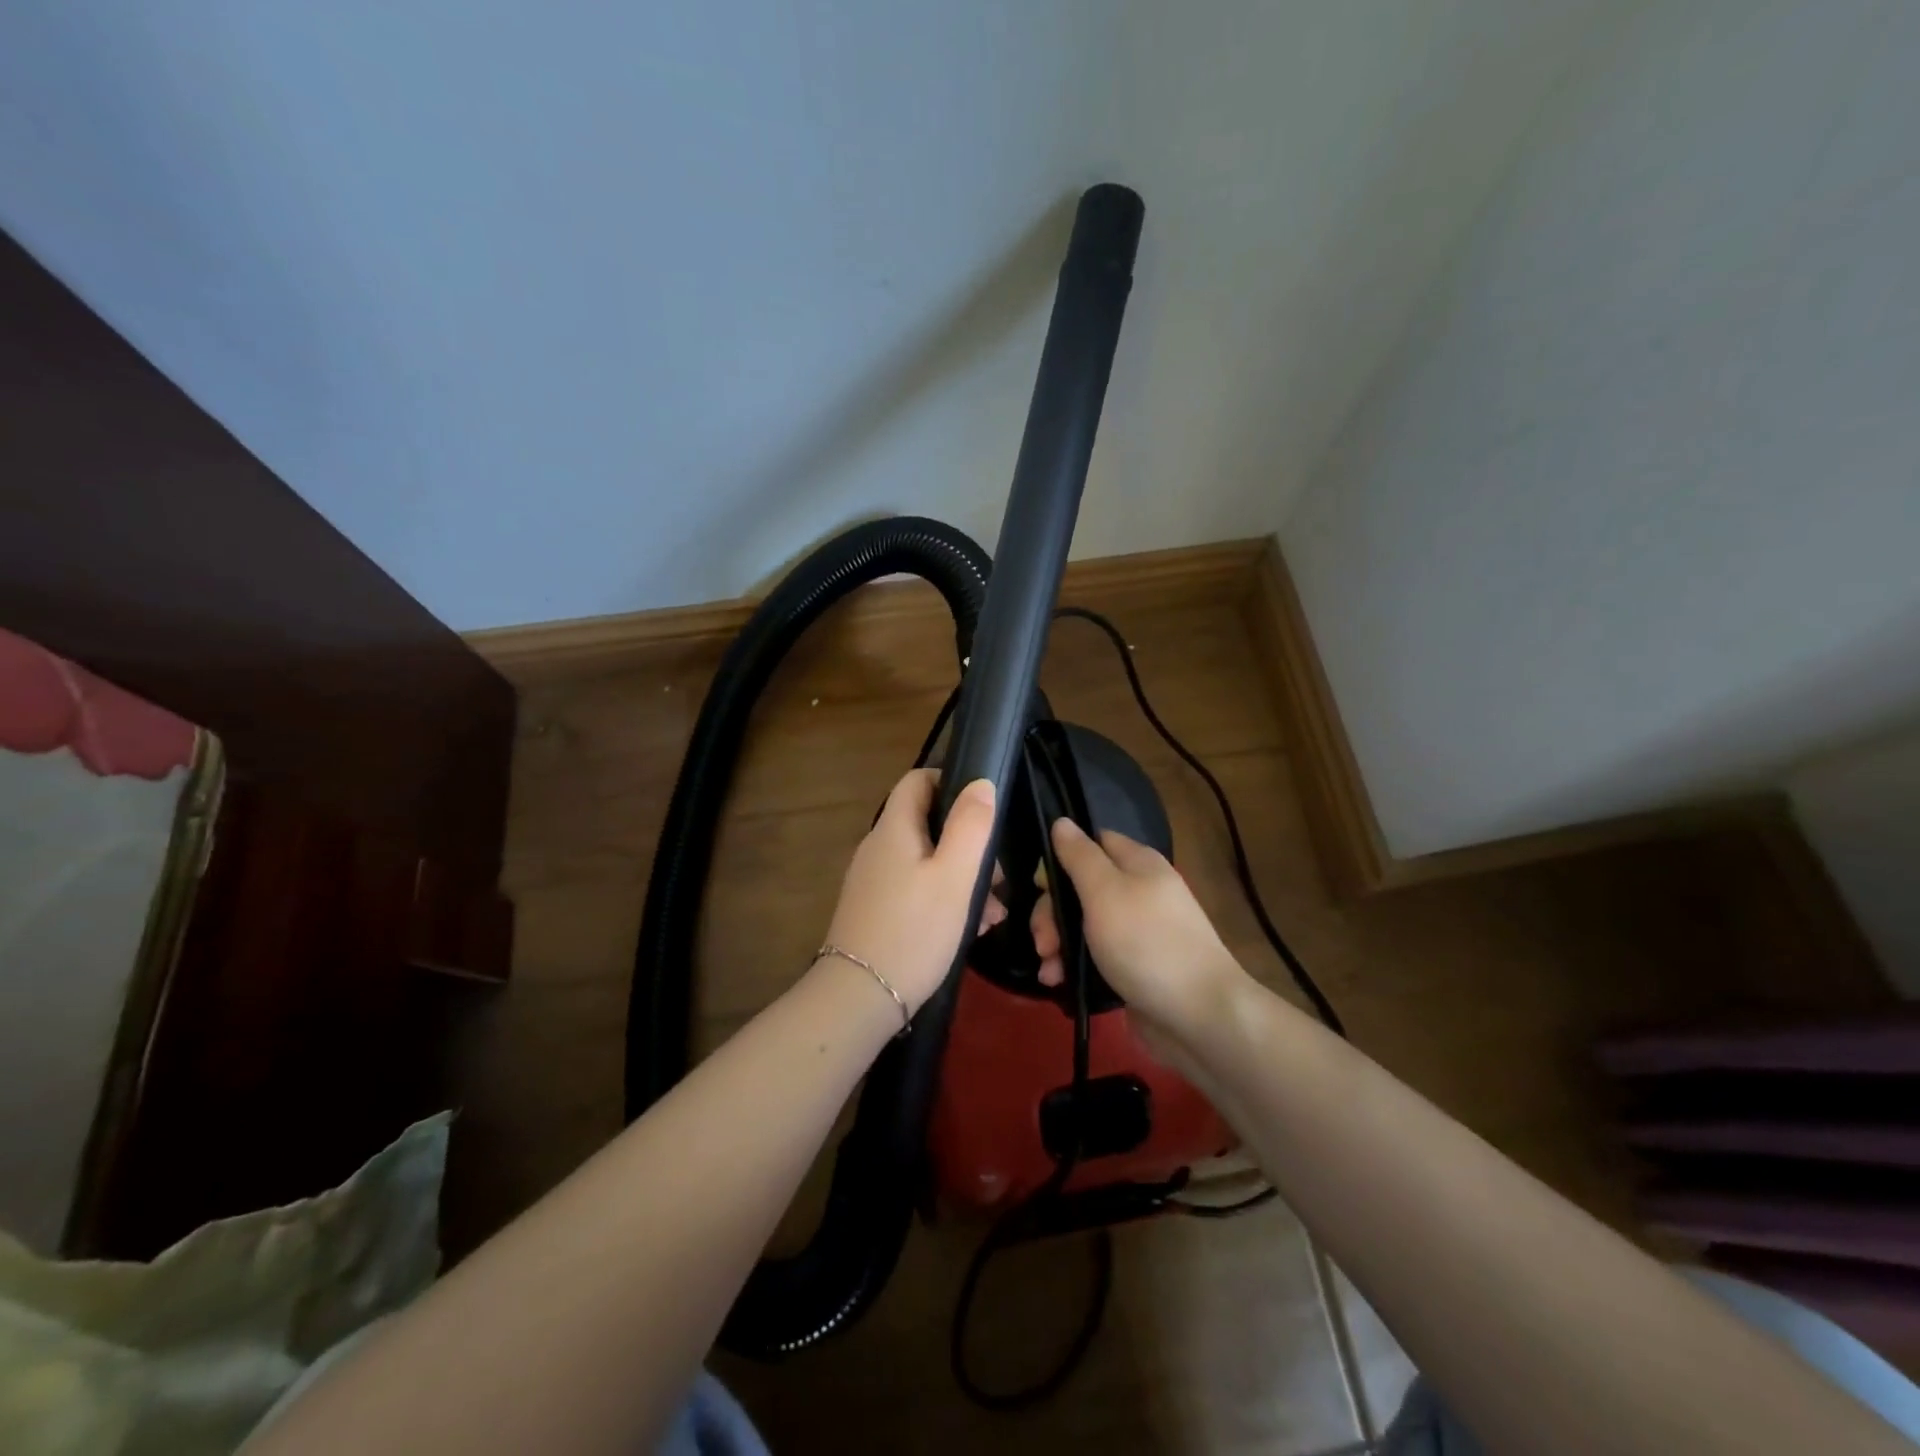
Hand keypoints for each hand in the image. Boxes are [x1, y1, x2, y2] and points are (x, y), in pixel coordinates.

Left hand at [822, 769, 999, 1011]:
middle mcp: (877, 848)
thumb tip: (980, 783)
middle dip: (968, 844)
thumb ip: (971, 826)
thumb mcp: (955, 876)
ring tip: (993, 914)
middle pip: (927, 824)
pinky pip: (915, 889)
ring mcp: (873, 881)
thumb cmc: (914, 931)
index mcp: (893, 829)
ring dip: (962, 878)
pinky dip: (943, 899)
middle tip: (998, 880)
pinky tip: (969, 929)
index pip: (918, 780)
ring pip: (926, 862)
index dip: (951, 781)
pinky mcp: (874, 910)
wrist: (859, 998)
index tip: (984, 808)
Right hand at [1032, 819, 1246, 1047]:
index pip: (1092, 842)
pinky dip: (1073, 965)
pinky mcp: (1133, 966)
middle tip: (1043, 941)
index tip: (1041, 886)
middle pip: (1081, 887)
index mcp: (1138, 863)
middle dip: (1052, 912)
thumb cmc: (1147, 943)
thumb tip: (1062, 821)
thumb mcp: (1105, 892)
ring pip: (1083, 924)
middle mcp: (1138, 891)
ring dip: (1058, 942)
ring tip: (1048, 969)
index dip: (1062, 858)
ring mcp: (1137, 931)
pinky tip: (1058, 982)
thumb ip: (1080, 856)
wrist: (1199, 1016)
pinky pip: (1094, 955)